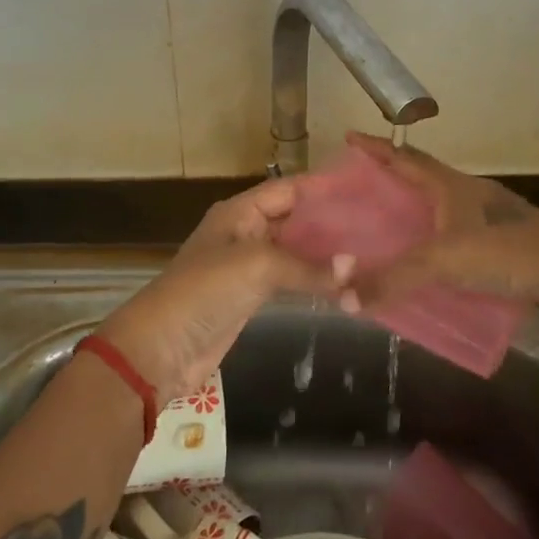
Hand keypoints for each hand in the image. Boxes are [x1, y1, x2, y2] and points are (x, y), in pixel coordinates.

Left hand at [95, 178, 345, 406]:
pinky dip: (314, 280)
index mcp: (240, 211)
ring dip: (325, 253)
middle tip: (378, 225)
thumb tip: (356, 268)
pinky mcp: (251, 296)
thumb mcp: (257, 266)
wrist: (161, 349)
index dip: (324, 188)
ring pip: (295, 250)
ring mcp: (248, 265)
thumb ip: (307, 266)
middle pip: (295, 218)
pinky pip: (290, 279)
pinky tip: (344, 282)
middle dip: (331, 221)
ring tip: (370, 252)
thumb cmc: (205, 291)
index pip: (290, 189)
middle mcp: (246, 231)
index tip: (366, 191)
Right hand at [337, 132, 538, 319]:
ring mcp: (487, 220)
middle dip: (390, 179)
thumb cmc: (509, 250)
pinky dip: (434, 247)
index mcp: (450, 186)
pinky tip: (424, 268)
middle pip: (421, 179)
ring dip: (413, 214)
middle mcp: (467, 195)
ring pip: (439, 210)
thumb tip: (342, 297)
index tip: (350, 138)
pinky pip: (455, 240)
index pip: (404, 158)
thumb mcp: (445, 260)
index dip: (377, 148)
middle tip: (358, 189)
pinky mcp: (501, 247)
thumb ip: (395, 278)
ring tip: (383, 229)